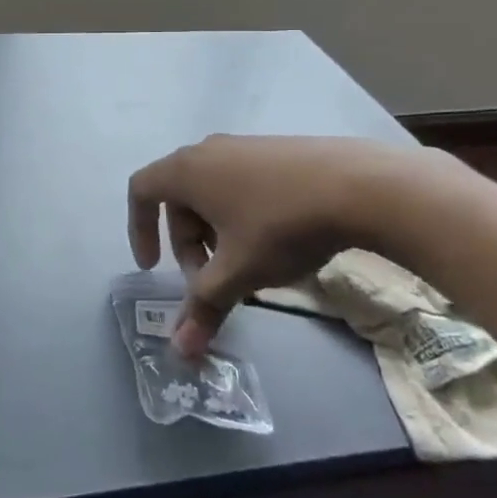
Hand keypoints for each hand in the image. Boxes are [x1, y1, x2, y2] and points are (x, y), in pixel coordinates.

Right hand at [127, 134, 452, 356]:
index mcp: (186, 170)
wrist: (358, 185)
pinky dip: (239, 215)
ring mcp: (243, 146)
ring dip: (214, 232)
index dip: (139, 229)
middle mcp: (207, 151)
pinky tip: (274, 242)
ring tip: (246, 265)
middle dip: (187, 244)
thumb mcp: (239, 271)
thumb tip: (180, 351)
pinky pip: (238, 182)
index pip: (141, 191)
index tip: (153, 267)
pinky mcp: (274, 150)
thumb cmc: (280, 225)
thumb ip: (204, 306)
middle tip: (210, 281)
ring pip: (210, 192)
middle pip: (178, 198)